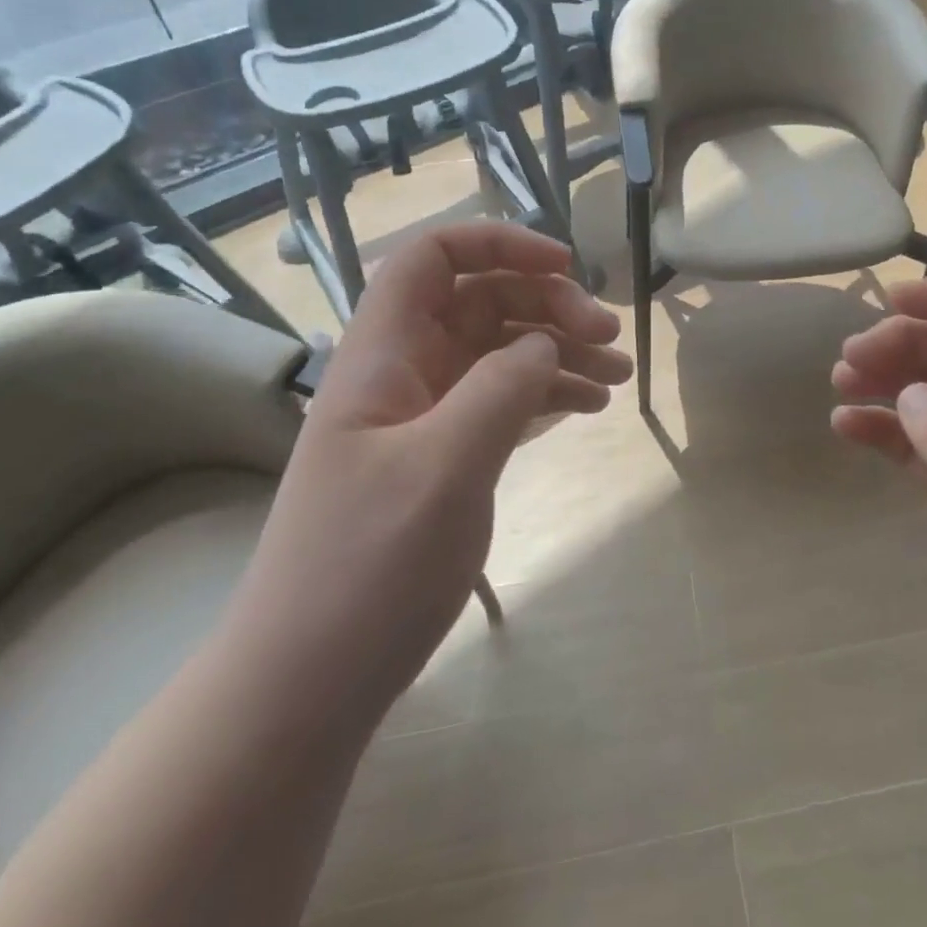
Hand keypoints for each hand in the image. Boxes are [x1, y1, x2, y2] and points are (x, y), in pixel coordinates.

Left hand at [224, 223, 630, 725]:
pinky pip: (503, 399)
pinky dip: (547, 392)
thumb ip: (501, 388)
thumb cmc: (366, 569)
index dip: (497, 242)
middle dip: (548, 303)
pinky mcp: (444, 456)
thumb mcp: (443, 468)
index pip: (431, 257)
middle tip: (607, 337)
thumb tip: (544, 342)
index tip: (564, 265)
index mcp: (382, 354)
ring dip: (559, 349)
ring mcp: (424, 415)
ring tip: (618, 376)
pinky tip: (589, 406)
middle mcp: (403, 371)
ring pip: (499, 350)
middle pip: (481, 299)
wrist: (308, 684)